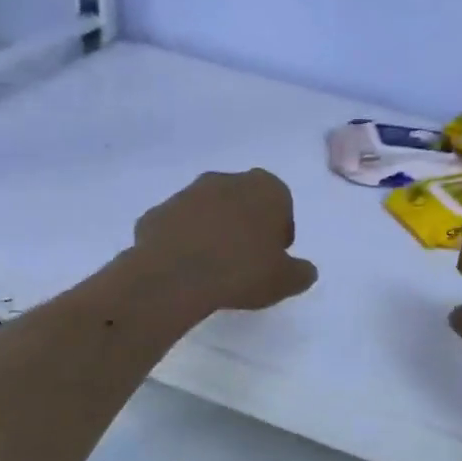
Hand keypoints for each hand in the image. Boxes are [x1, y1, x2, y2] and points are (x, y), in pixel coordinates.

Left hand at [132, 169, 318, 313]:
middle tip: (245, 260)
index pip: (281, 204)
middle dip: (245, 225)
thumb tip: (305, 271)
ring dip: (212, 231)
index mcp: (265, 188)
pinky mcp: (156, 212)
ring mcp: (186, 193)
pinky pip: (177, 227)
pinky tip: (185, 269)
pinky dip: (182, 242)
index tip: (273, 257)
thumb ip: (301, 272)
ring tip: (213, 268)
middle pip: (242, 201)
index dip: (279, 231)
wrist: (176, 276)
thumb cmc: (243, 271)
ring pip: (207, 211)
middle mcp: (225, 180)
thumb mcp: (286, 280)